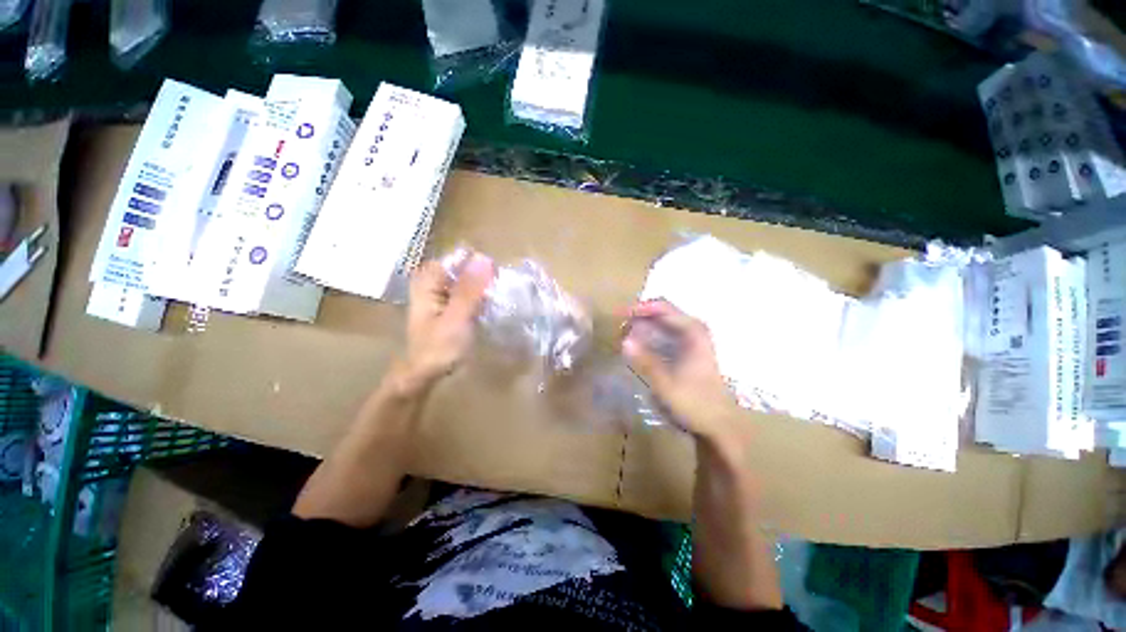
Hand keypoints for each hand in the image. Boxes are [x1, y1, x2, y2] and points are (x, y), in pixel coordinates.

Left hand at [400, 253, 494, 389]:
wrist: (424, 374)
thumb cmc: (438, 347)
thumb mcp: (457, 317)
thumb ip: (469, 288)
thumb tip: (484, 258)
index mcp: (428, 281)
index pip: (457, 258)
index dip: (478, 264)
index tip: (496, 277)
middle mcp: (432, 284)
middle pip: (462, 269)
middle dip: (482, 276)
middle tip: (498, 290)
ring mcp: (440, 296)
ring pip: (466, 282)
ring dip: (482, 288)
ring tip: (496, 298)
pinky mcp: (448, 307)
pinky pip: (467, 294)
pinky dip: (478, 298)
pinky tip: (488, 306)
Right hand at [622, 300, 739, 440]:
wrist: (718, 425)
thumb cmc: (694, 403)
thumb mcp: (666, 384)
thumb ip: (645, 361)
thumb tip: (624, 341)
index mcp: (693, 332)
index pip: (662, 307)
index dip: (639, 308)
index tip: (619, 316)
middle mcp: (694, 330)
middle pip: (662, 312)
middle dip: (639, 316)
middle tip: (619, 328)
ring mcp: (693, 340)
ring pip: (663, 322)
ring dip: (643, 326)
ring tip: (624, 335)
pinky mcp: (689, 350)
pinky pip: (666, 334)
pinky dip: (650, 336)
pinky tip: (638, 346)